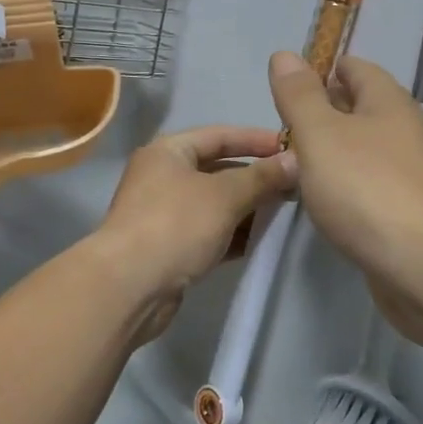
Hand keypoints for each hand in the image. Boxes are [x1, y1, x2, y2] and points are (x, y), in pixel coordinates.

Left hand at [98, 125, 295, 341]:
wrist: (127, 288)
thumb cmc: (175, 225)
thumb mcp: (225, 195)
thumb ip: (262, 177)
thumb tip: (295, 161)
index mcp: (169, 152)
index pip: (220, 135)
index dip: (256, 140)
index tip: (291, 147)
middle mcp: (163, 177)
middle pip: (218, 169)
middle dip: (255, 177)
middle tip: (294, 184)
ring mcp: (164, 214)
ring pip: (215, 204)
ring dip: (247, 208)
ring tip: (284, 212)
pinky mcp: (169, 248)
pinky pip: (209, 233)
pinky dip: (233, 234)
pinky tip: (261, 241)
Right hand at [267, 52, 422, 333]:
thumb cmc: (370, 189)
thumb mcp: (321, 135)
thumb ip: (299, 97)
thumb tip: (284, 54)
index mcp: (386, 101)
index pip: (353, 68)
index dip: (320, 71)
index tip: (284, 91)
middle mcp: (402, 131)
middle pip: (358, 109)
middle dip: (321, 114)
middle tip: (279, 131)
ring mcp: (409, 174)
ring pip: (362, 152)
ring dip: (330, 155)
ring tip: (290, 166)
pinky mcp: (407, 214)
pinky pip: (368, 188)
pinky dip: (344, 189)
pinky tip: (322, 205)